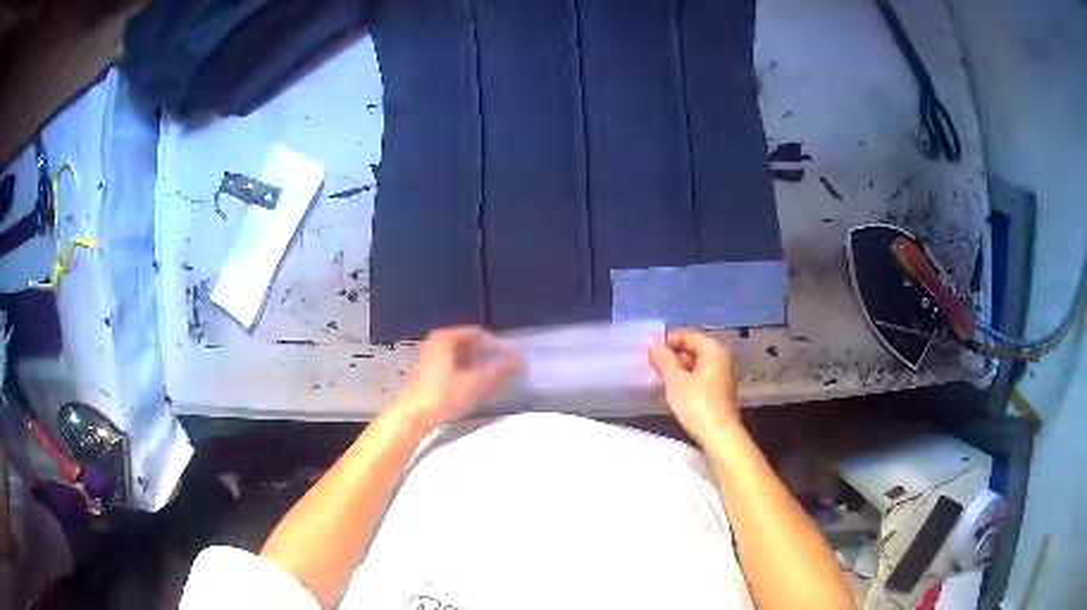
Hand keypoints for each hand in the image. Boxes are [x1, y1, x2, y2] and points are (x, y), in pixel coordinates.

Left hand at [393, 326, 520, 430]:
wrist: (413, 416)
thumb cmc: (443, 395)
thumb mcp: (475, 382)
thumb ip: (499, 369)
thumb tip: (519, 360)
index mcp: (445, 338)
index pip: (478, 334)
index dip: (496, 346)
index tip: (510, 360)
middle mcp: (436, 343)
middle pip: (470, 346)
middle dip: (489, 358)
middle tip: (505, 371)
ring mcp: (430, 358)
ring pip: (462, 358)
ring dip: (480, 368)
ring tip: (494, 382)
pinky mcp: (429, 374)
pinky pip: (454, 368)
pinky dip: (468, 375)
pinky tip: (478, 389)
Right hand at [649, 330, 739, 443]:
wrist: (719, 436)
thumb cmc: (698, 405)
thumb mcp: (676, 380)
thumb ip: (663, 359)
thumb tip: (651, 342)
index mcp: (713, 350)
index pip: (686, 335)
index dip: (666, 341)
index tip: (646, 352)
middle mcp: (719, 358)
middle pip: (691, 349)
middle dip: (670, 356)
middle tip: (648, 365)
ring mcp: (719, 375)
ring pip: (692, 364)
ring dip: (674, 369)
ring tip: (655, 377)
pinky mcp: (715, 391)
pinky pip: (696, 377)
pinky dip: (682, 380)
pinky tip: (669, 389)